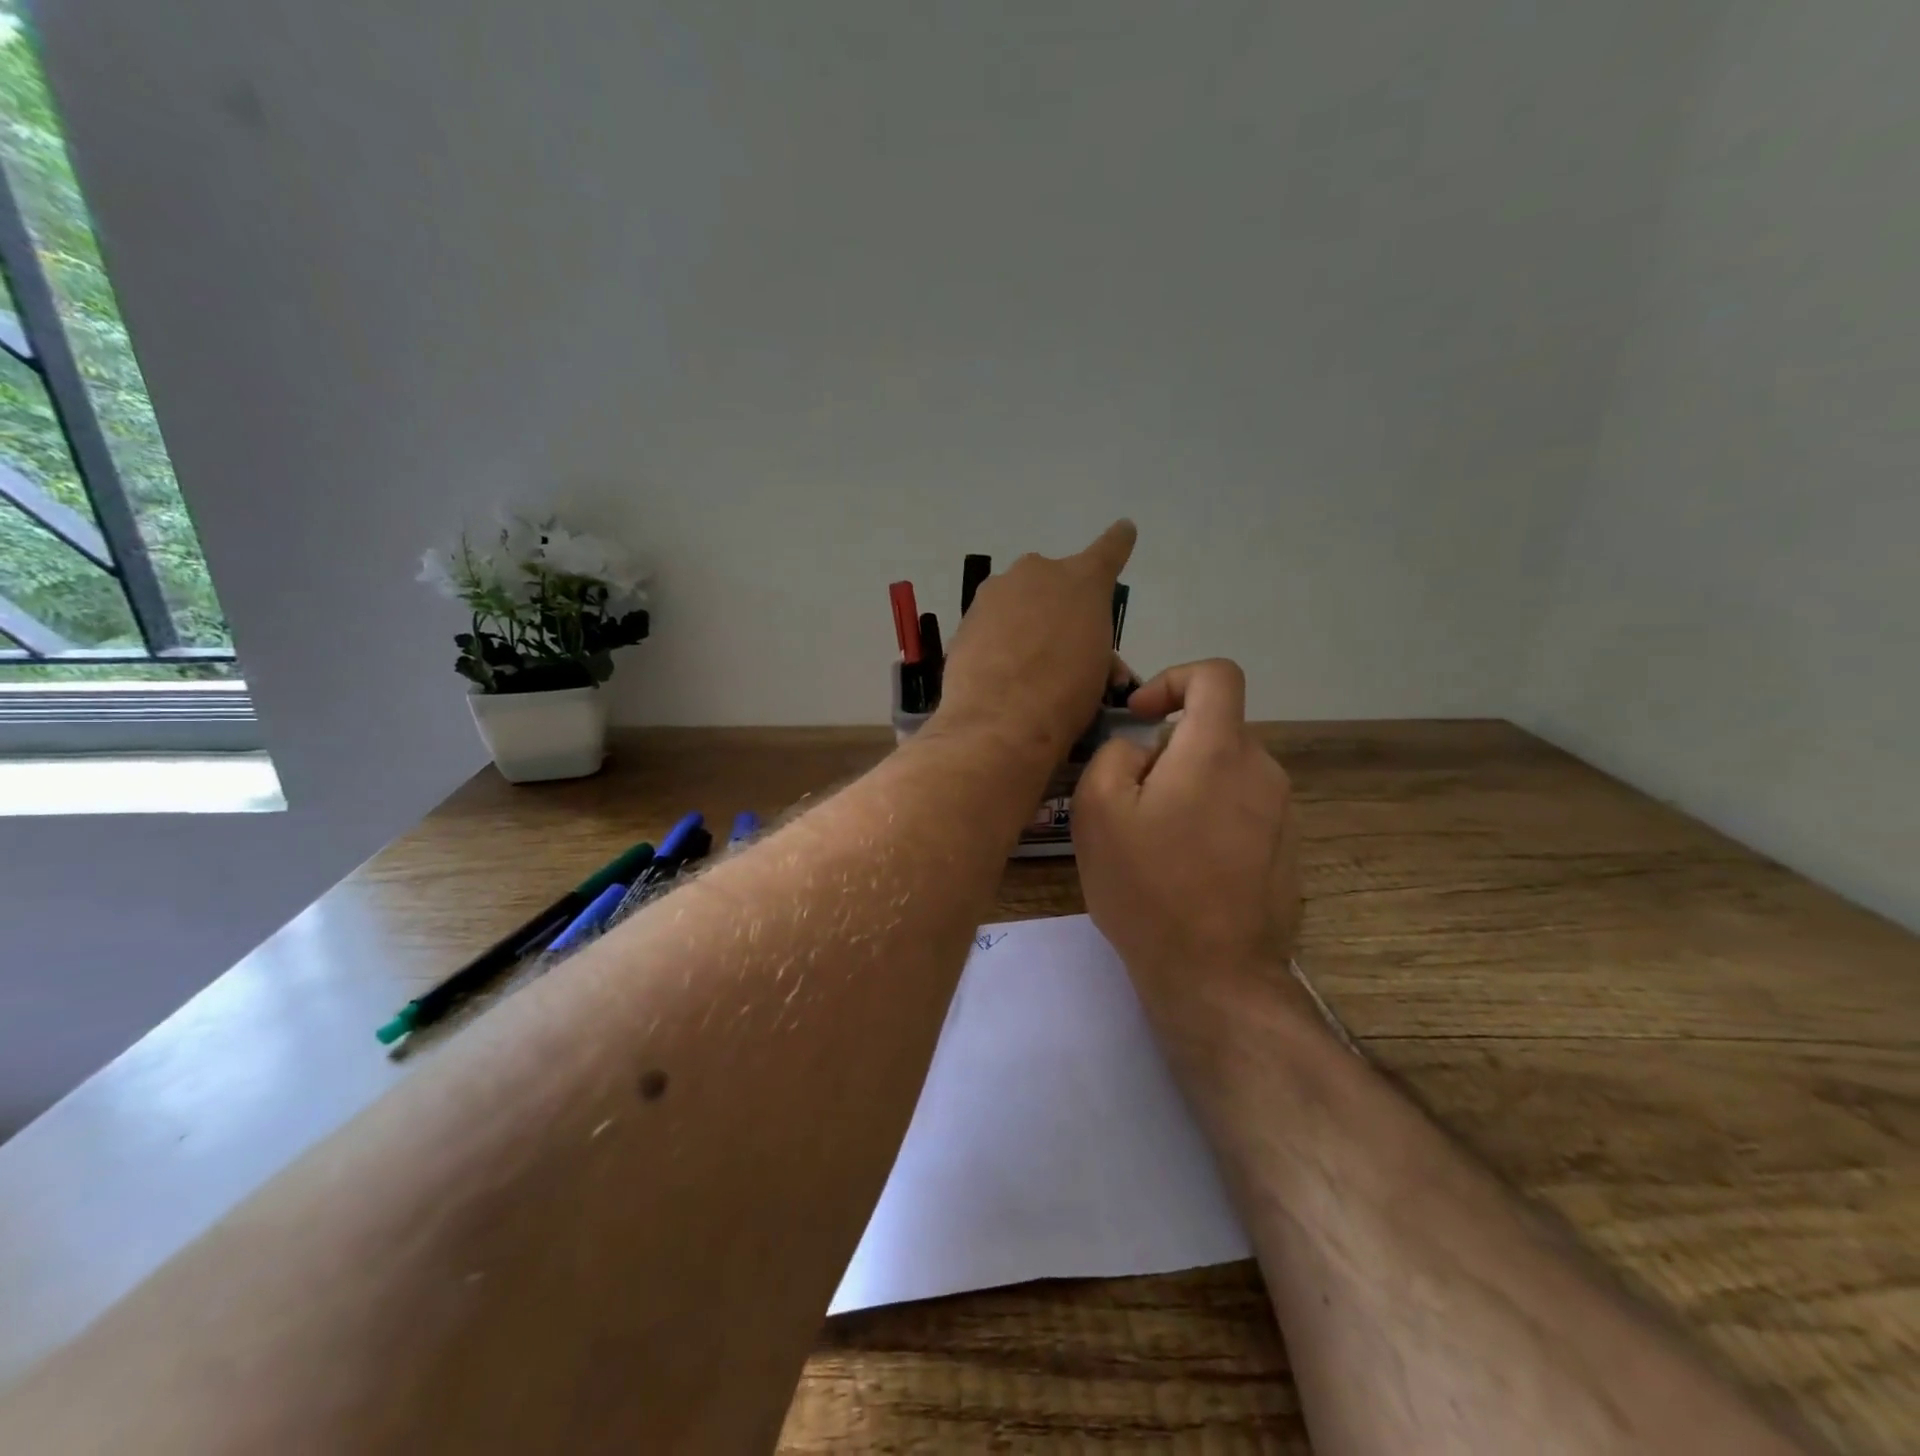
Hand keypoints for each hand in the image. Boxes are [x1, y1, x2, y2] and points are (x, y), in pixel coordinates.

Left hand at [931, 521, 1136, 763]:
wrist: (999, 722)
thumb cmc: (1065, 696)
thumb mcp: (1099, 672)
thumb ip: (1097, 647)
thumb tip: (1091, 656)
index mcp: (1084, 580)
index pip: (1109, 549)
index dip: (1118, 542)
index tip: (1123, 530)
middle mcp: (1038, 572)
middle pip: (1054, 581)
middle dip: (1058, 604)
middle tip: (1062, 647)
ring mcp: (996, 592)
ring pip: (1018, 600)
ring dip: (1025, 621)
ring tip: (1027, 665)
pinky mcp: (967, 617)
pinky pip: (992, 622)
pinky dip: (998, 638)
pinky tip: (1000, 670)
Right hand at [1072, 659, 1302, 1015]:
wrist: (1215, 975)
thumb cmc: (1148, 886)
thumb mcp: (1098, 810)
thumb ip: (1115, 754)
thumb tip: (1142, 750)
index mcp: (1218, 750)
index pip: (1216, 675)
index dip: (1173, 679)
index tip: (1141, 716)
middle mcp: (1262, 770)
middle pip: (1214, 731)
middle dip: (1168, 750)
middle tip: (1130, 799)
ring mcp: (1282, 814)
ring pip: (1226, 773)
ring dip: (1188, 787)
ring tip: (1153, 840)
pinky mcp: (1286, 851)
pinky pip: (1242, 810)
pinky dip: (1211, 818)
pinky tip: (1185, 869)